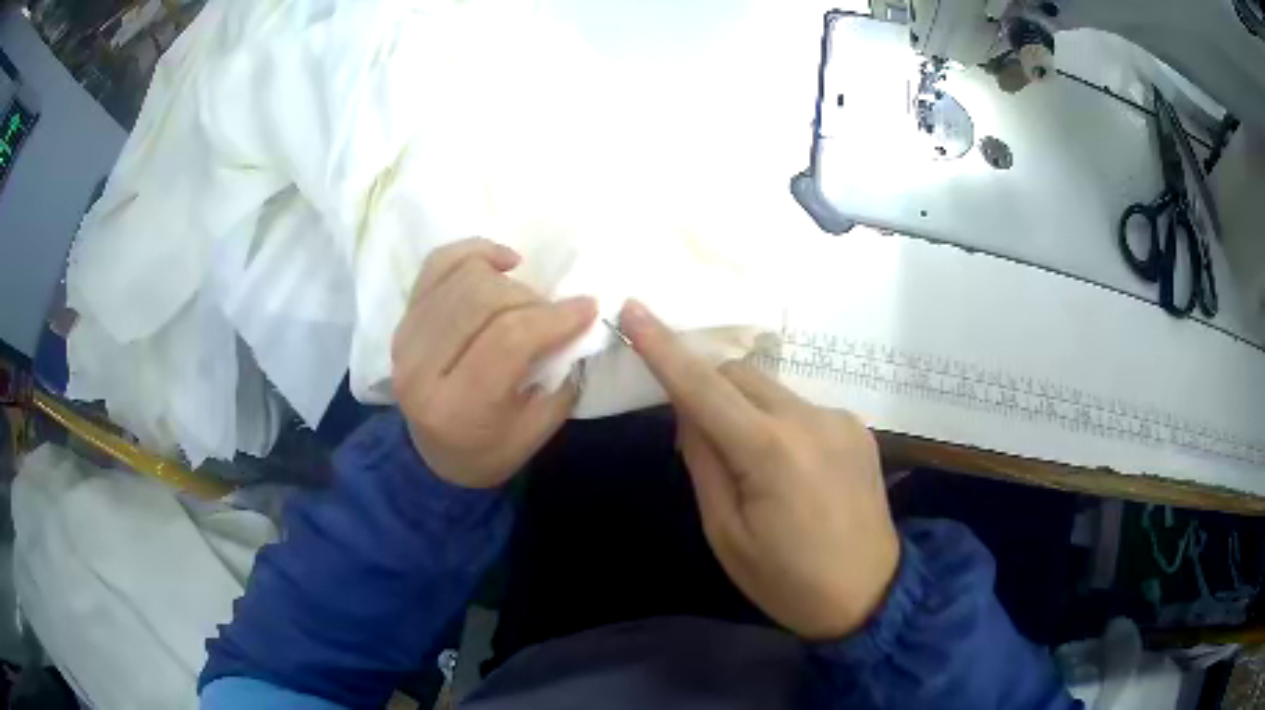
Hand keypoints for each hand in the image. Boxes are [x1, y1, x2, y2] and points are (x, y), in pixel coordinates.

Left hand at [391, 238, 596, 487]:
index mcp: (456, 408)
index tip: (588, 308)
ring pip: (463, 276)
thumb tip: (577, 321)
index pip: (507, 339)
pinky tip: (502, 263)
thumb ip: (559, 376)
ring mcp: (405, 337)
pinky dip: (475, 252)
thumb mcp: (537, 430)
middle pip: (483, 300)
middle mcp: (420, 368)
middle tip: (554, 313)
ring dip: (508, 280)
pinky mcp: (403, 317)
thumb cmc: (490, 450)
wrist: (433, 455)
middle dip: (532, 299)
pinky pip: (438, 263)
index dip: (554, 316)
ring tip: (525, 301)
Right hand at [620, 300, 898, 640]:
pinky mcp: (857, 427)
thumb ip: (704, 462)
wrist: (869, 595)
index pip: (704, 387)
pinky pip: (799, 407)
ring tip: (746, 461)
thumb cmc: (787, 580)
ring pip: (771, 389)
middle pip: (739, 375)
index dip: (664, 348)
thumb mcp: (726, 533)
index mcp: (772, 452)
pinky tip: (786, 467)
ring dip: (743, 407)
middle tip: (692, 433)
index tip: (633, 310)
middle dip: (706, 387)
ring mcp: (840, 419)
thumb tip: (688, 411)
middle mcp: (811, 419)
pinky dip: (776, 421)